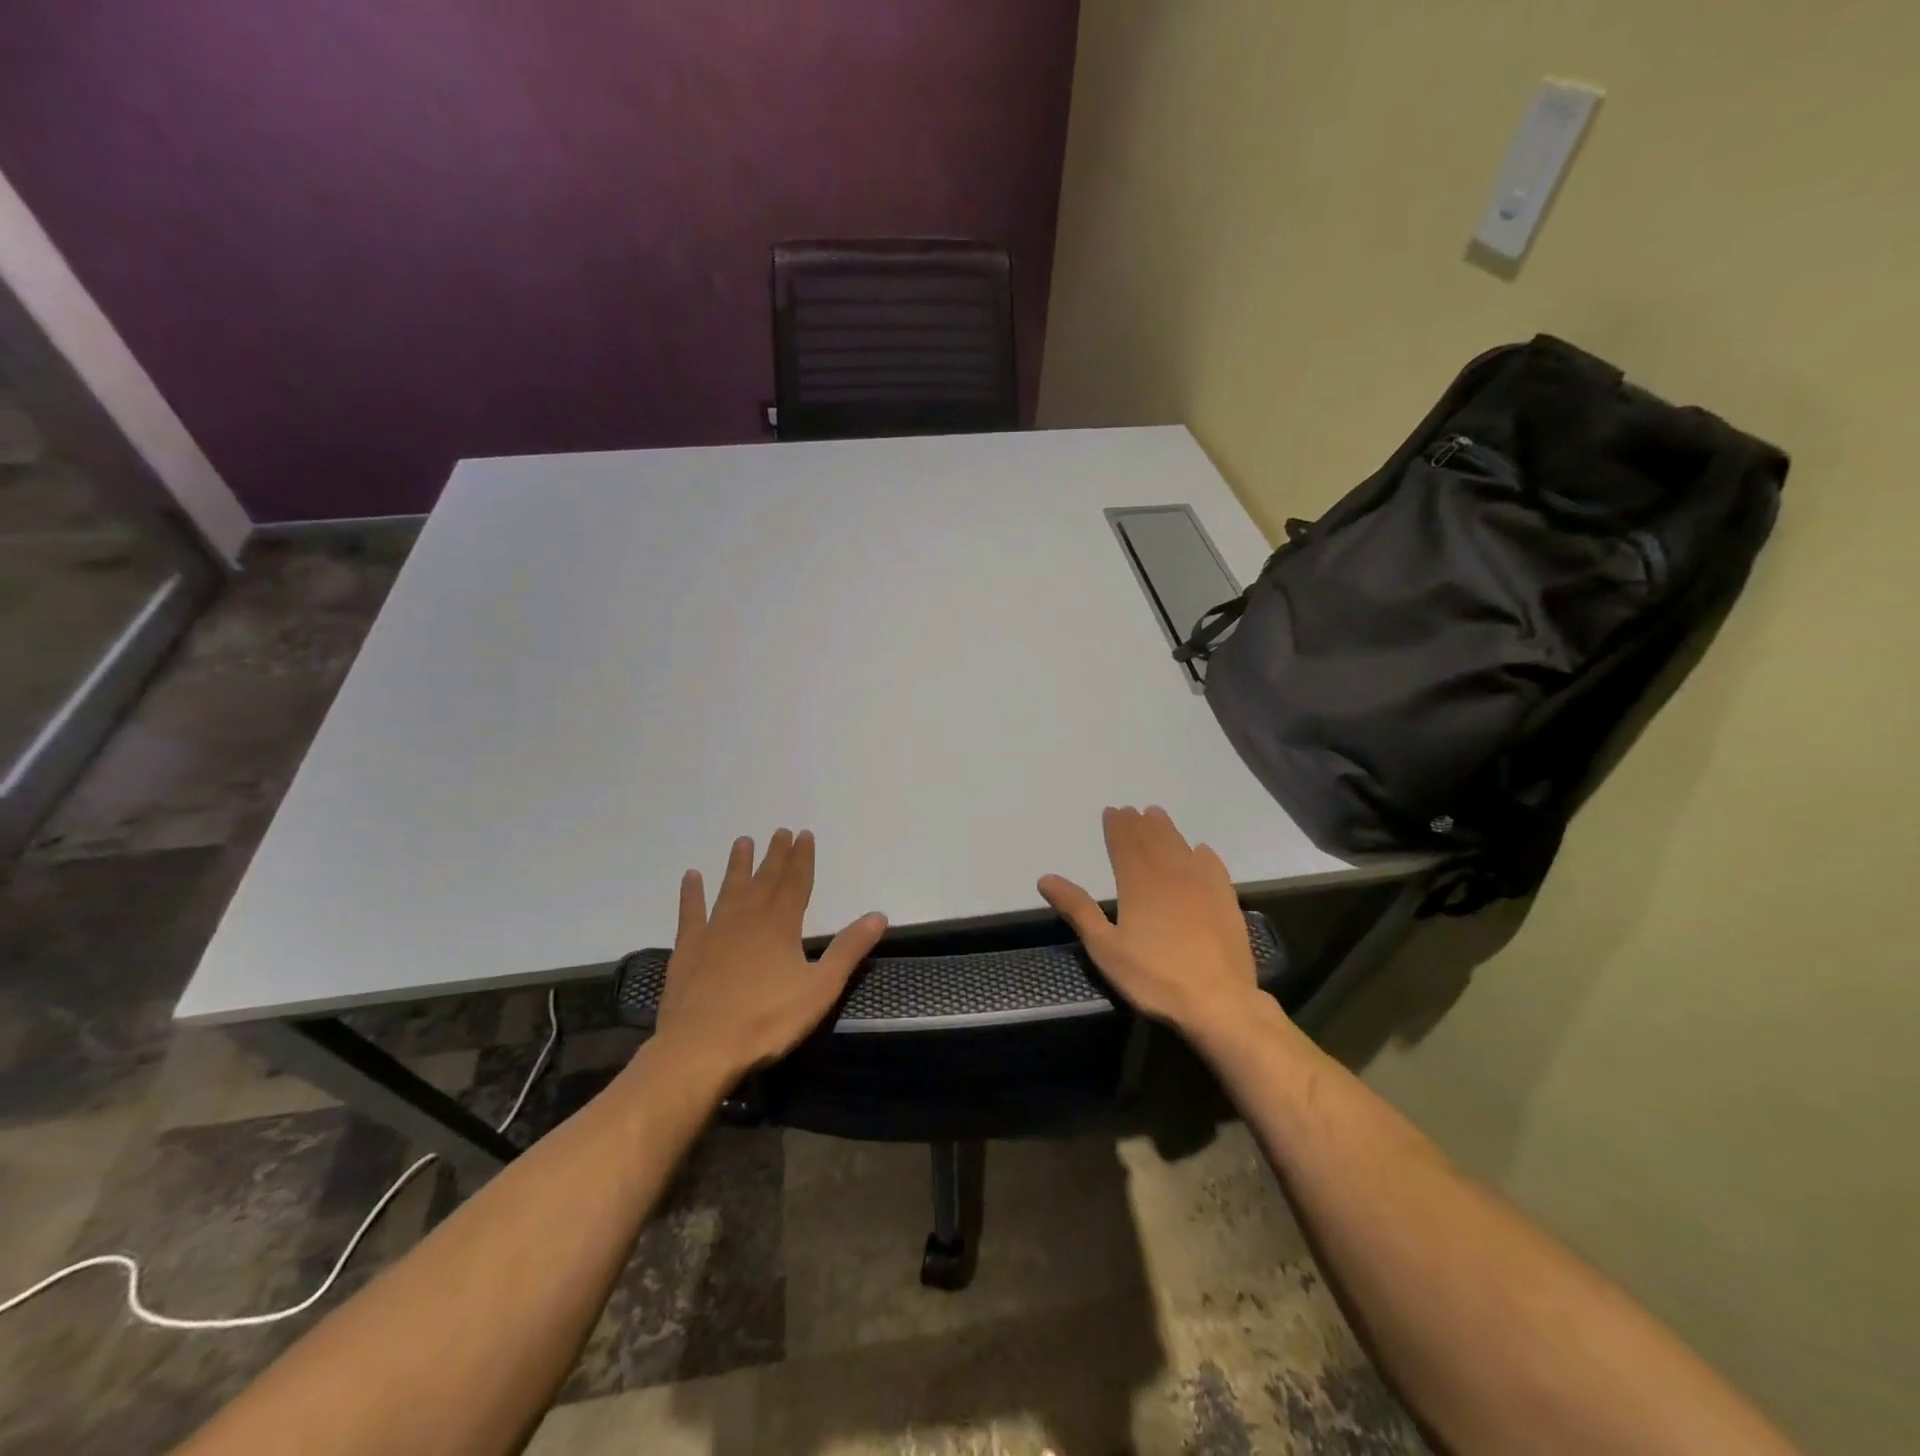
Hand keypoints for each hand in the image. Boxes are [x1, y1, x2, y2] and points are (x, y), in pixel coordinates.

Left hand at [655, 829, 886, 1079]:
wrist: (701, 1048)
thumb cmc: (767, 1020)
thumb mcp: (820, 988)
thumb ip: (849, 949)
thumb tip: (879, 915)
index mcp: (781, 925)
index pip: (796, 882)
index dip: (802, 858)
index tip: (804, 834)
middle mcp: (748, 918)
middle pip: (765, 879)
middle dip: (775, 855)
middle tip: (780, 831)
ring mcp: (714, 932)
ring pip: (729, 889)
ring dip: (738, 865)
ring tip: (742, 842)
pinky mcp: (688, 950)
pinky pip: (690, 913)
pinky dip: (691, 894)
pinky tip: (691, 877)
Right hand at [1038, 805, 1263, 1039]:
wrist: (1218, 1002)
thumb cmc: (1154, 978)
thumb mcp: (1105, 948)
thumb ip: (1078, 909)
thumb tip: (1046, 878)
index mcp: (1138, 885)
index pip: (1125, 846)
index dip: (1117, 827)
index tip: (1112, 811)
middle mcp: (1170, 876)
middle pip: (1152, 841)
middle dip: (1140, 824)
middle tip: (1133, 810)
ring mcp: (1202, 886)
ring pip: (1181, 847)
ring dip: (1167, 830)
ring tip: (1158, 816)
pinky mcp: (1226, 902)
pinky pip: (1213, 867)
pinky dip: (1202, 854)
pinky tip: (1200, 850)